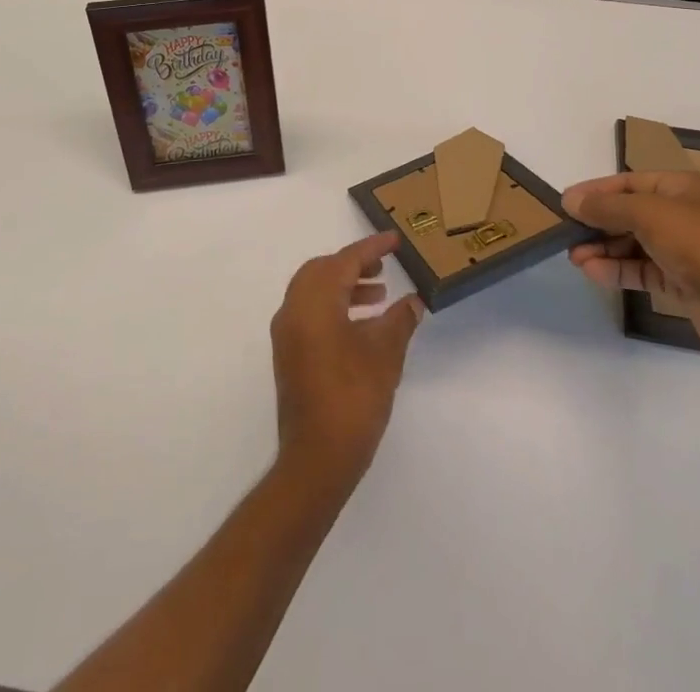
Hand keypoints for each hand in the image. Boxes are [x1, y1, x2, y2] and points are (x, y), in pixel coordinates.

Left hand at [270, 232, 424, 491]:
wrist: (317, 459)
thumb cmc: (353, 398)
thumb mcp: (385, 355)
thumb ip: (399, 321)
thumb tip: (413, 302)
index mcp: (314, 302)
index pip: (344, 261)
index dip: (372, 248)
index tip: (394, 240)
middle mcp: (293, 310)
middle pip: (322, 270)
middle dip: (353, 264)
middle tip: (383, 267)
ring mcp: (287, 334)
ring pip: (314, 291)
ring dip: (345, 286)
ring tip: (379, 296)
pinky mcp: (289, 355)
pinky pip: (310, 313)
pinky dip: (334, 307)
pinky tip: (363, 326)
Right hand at [564, 171, 699, 352]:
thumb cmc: (697, 242)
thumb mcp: (646, 213)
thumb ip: (606, 206)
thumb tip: (570, 200)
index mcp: (683, 187)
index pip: (630, 182)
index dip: (597, 190)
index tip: (566, 202)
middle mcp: (684, 214)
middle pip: (630, 213)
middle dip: (598, 223)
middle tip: (567, 233)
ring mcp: (684, 249)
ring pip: (634, 244)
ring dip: (603, 249)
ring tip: (574, 258)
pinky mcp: (681, 281)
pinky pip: (642, 269)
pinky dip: (617, 269)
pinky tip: (592, 271)